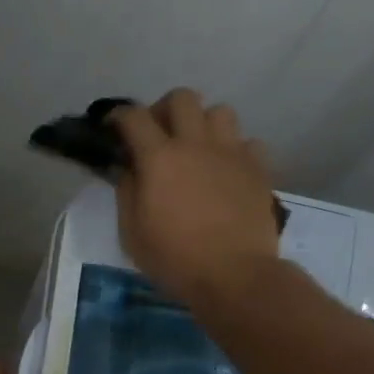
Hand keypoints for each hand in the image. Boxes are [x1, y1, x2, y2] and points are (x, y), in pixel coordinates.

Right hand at [111, 87, 281, 304]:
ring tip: (200, 150)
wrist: (235, 275)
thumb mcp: (132, 233)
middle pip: (182, 98)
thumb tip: (129, 169)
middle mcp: (196, 144)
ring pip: (220, 112)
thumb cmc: (175, 259)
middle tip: (161, 136)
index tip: (114, 127)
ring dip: (205, 125)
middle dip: (166, 110)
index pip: (134, 116)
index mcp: (160, 157)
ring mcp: (232, 153)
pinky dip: (237, 151)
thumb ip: (127, 192)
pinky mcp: (258, 169)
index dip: (119, 116)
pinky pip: (249, 143)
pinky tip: (230, 171)